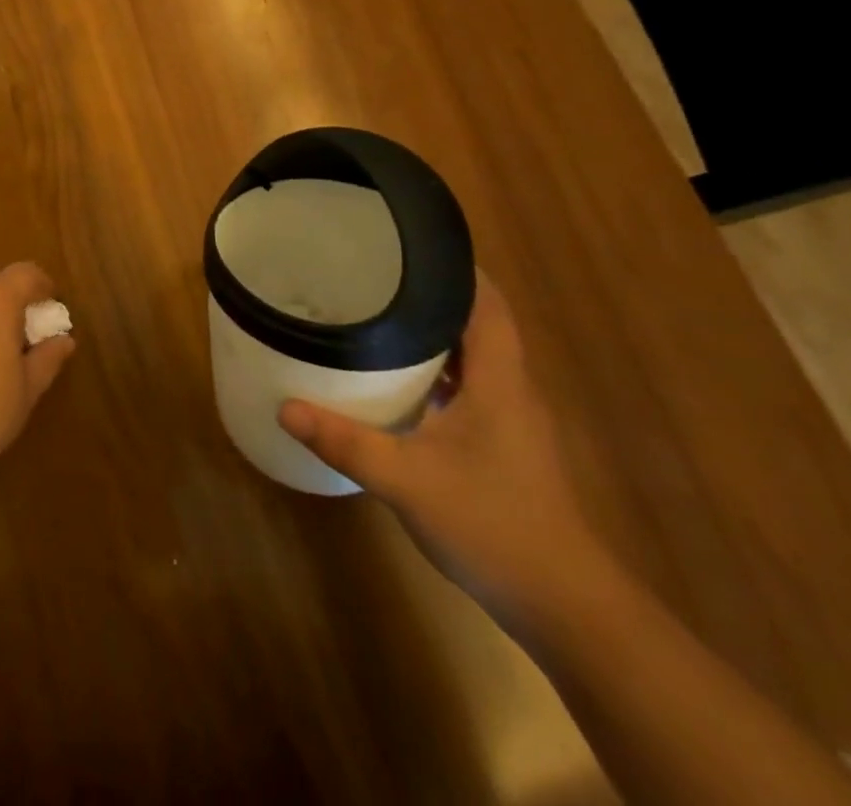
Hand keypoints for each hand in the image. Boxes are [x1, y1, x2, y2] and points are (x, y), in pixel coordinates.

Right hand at [278, 277, 609, 625]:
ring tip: (378, 316)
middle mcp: (512, 391)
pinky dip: (436, 373)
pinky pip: (469, 389)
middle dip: (433, 295)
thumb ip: (345, 441)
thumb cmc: (493, 526)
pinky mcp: (503, 448)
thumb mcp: (407, 481)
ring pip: (473, 359)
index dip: (459, 269)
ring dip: (434, 335)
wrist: (566, 608)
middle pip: (479, 324)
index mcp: (500, 382)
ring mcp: (511, 422)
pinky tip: (397, 381)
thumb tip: (284, 407)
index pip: (489, 305)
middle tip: (377, 275)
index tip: (412, 244)